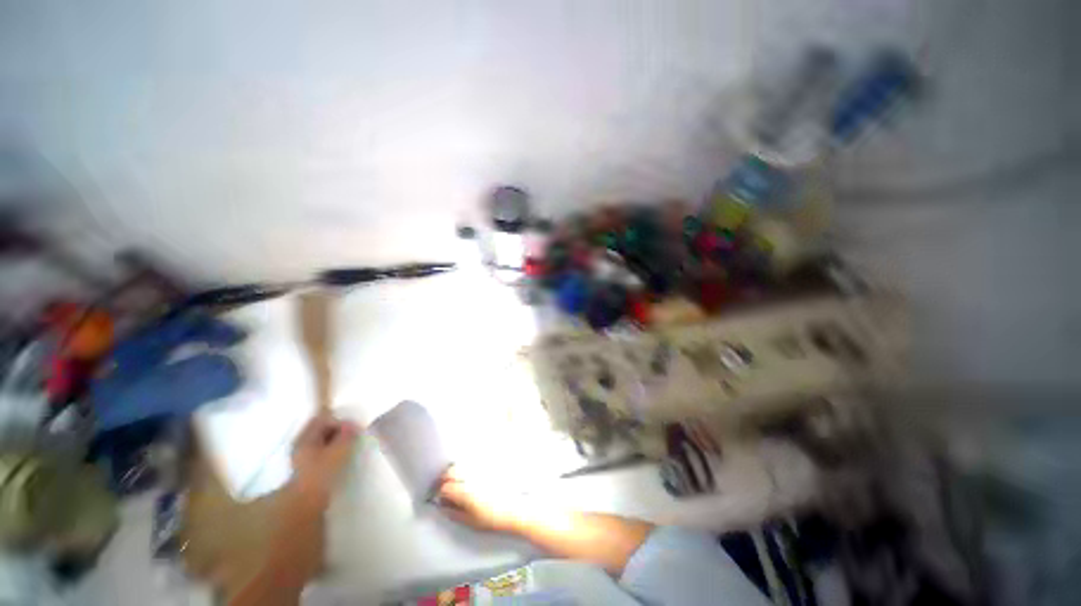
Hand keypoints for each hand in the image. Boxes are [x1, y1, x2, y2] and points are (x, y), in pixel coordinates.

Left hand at [288, 414, 359, 513]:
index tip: (353, 428)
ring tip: (348, 448)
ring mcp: (301, 456)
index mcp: (306, 437)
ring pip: (321, 441)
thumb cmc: (321, 474)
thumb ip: (346, 436)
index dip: (339, 420)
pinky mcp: (305, 468)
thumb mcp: (338, 452)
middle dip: (337, 429)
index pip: (323, 418)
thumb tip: (353, 424)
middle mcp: (300, 443)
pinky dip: (331, 451)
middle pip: (321, 428)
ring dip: (335, 441)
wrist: (304, 504)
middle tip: (353, 436)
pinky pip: (320, 452)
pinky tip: (339, 459)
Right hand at [435, 466, 521, 532]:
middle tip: (445, 489)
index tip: (439, 499)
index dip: (439, 493)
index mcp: (464, 491)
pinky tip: (470, 477)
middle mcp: (470, 476)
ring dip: (455, 471)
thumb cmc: (494, 518)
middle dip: (444, 479)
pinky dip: (467, 468)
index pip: (444, 487)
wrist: (516, 508)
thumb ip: (454, 513)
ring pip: (461, 464)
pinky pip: (472, 462)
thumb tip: (443, 507)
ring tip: (457, 483)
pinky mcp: (489, 465)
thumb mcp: (471, 522)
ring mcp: (480, 469)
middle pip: (450, 471)